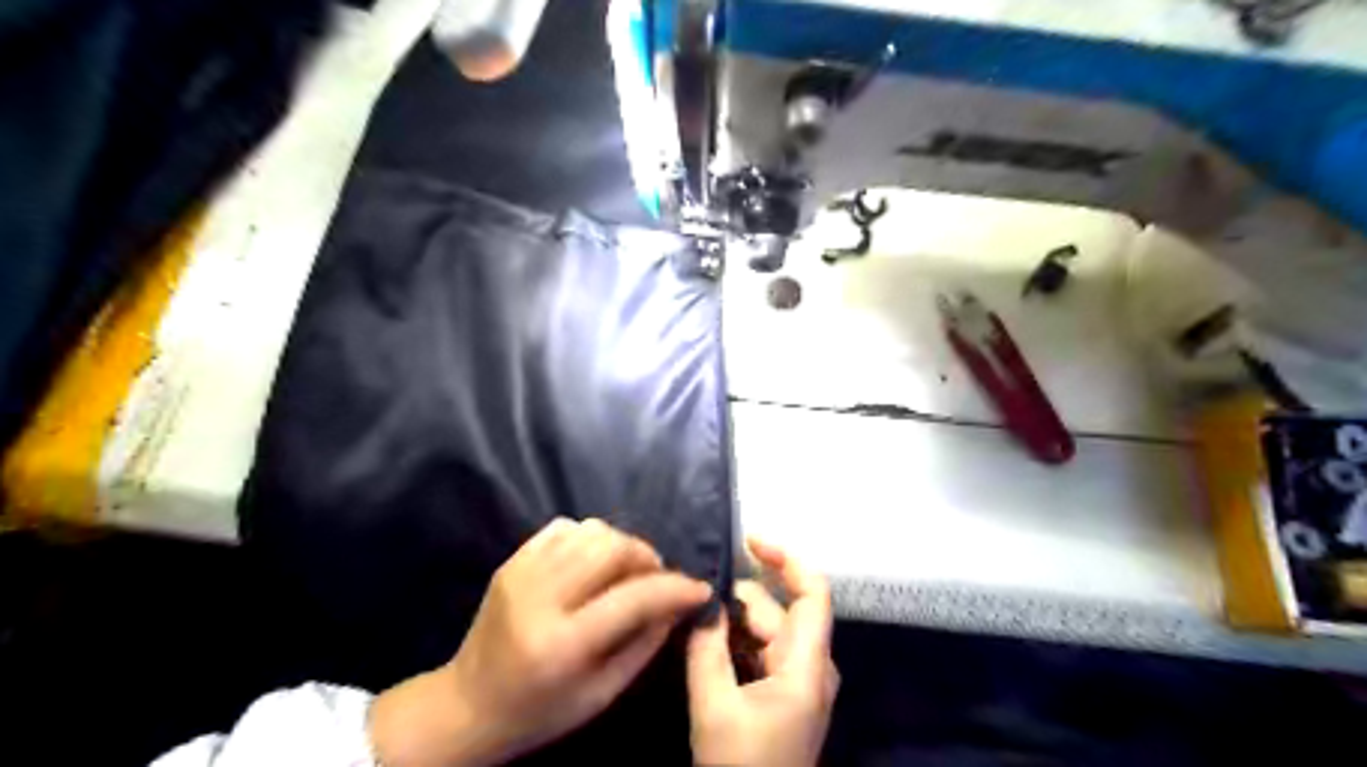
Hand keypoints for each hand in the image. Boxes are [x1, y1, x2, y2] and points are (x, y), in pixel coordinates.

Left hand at [367, 515, 711, 765]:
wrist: (466, 706)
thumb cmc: (540, 711)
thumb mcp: (602, 693)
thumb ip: (645, 643)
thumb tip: (679, 603)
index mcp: (562, 643)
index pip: (633, 596)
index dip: (675, 587)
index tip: (699, 588)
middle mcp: (540, 597)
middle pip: (612, 548)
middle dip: (648, 558)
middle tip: (658, 579)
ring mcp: (522, 572)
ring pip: (591, 530)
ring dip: (622, 545)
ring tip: (627, 571)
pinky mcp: (513, 560)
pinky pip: (565, 527)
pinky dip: (591, 538)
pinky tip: (594, 563)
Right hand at [690, 538, 838, 765]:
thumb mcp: (715, 707)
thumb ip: (707, 647)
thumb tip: (702, 599)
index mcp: (807, 666)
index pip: (813, 593)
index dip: (786, 558)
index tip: (749, 540)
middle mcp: (811, 665)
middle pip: (779, 610)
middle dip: (738, 595)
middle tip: (691, 588)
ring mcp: (799, 680)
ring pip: (767, 630)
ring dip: (733, 618)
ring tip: (691, 611)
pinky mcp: (784, 693)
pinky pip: (762, 650)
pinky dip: (736, 639)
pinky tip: (705, 638)